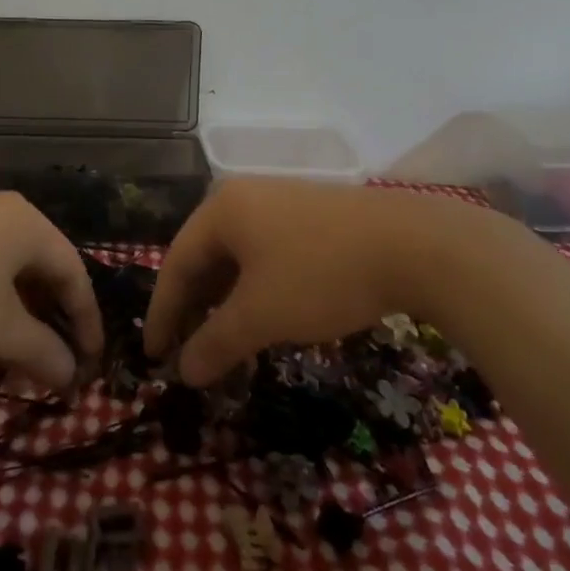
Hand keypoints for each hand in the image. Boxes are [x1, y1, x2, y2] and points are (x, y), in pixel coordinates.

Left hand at [0, 193, 103, 390]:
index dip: (86, 322)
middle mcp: (4, 212)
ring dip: (17, 318)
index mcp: (29, 225)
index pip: (74, 274)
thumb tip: (72, 375)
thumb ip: (43, 351)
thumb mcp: (0, 330)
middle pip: (41, 271)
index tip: (90, 362)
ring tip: (13, 360)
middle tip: (53, 363)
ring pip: (7, 272)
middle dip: (49, 323)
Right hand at [142, 179, 512, 385]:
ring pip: (237, 258)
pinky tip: (264, 317)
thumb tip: (183, 373)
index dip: (162, 314)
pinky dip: (255, 290)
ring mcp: (280, 203)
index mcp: (220, 209)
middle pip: (204, 258)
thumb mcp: (261, 316)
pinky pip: (265, 255)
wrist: (416, 246)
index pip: (175, 264)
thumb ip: (215, 344)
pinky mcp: (311, 216)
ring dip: (225, 303)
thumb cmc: (321, 275)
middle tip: (185, 353)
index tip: (153, 357)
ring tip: (224, 343)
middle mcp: (243, 197)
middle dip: (193, 309)